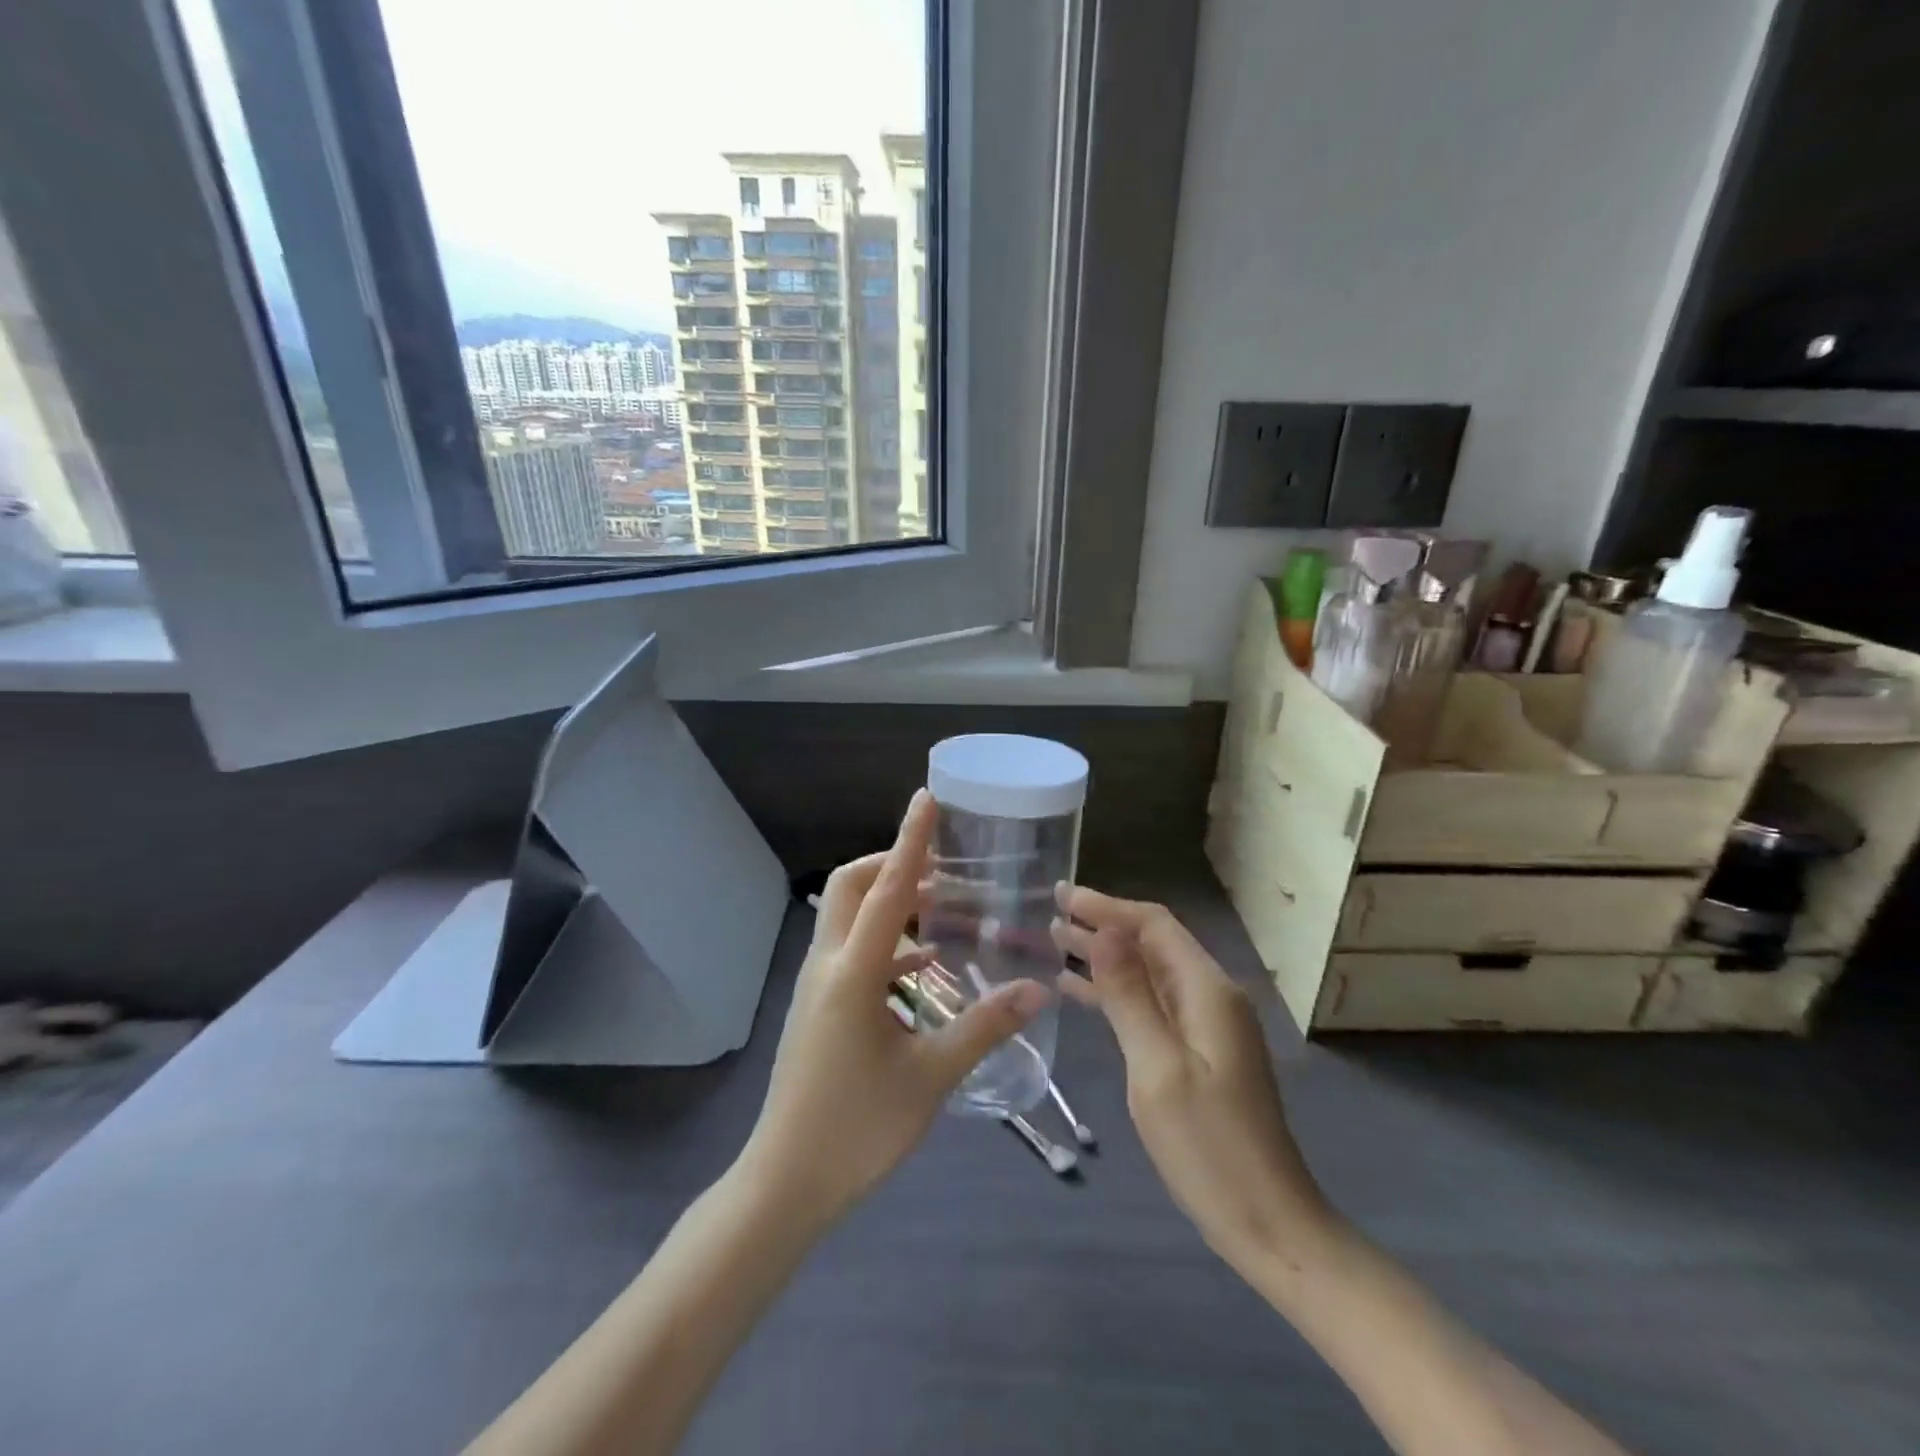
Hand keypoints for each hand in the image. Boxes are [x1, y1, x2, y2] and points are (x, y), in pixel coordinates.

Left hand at [738, 791, 1047, 1227]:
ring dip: (888, 902)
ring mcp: (816, 985)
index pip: (887, 890)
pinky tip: (924, 965)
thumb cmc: (857, 1129)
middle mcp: (827, 965)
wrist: (785, 1183)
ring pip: (847, 917)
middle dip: (891, 864)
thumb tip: (1036, 990)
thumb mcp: (930, 1077)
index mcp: (852, 974)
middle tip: (940, 867)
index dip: (910, 841)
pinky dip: (886, 942)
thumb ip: (983, 1028)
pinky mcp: (816, 1006)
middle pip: (851, 887)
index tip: (926, 799)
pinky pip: (850, 951)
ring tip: (940, 907)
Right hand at [1053, 885, 1333, 1270]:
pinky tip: (1077, 992)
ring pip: (1148, 973)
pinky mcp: (1198, 1052)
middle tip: (1049, 911)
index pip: (1154, 925)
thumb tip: (1106, 931)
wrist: (1268, 1224)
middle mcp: (1210, 997)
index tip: (1061, 894)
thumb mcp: (1157, 1068)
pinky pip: (1150, 1004)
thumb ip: (1130, 996)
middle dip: (1102, 924)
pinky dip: (1114, 992)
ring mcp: (1206, 1026)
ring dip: (1104, 955)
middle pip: (1151, 944)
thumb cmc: (1209, 1147)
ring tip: (1053, 941)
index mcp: (1207, 991)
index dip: (1107, 906)